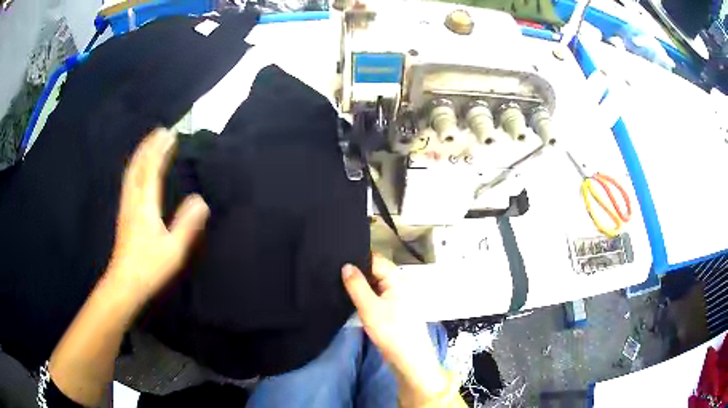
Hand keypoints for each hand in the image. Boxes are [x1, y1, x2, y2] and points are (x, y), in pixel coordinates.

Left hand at [107, 128, 209, 301]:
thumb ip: (187, 224)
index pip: (152, 169)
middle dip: (149, 146)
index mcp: (146, 205)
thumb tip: (201, 200)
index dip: (160, 150)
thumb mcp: (174, 249)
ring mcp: (126, 207)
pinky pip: (128, 182)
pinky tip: (137, 171)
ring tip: (149, 144)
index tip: (170, 134)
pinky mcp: (123, 215)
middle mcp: (133, 200)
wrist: (124, 283)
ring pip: (131, 173)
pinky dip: (135, 168)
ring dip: (140, 155)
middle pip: (138, 166)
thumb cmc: (150, 267)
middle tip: (159, 131)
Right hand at [342, 255, 446, 405]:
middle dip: (358, 272)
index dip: (357, 258)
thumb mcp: (369, 307)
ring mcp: (398, 296)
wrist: (409, 357)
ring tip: (339, 285)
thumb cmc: (391, 330)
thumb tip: (346, 265)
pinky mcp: (395, 308)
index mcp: (397, 278)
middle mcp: (400, 283)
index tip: (336, 261)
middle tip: (334, 274)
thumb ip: (356, 285)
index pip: (374, 259)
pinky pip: (378, 295)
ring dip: (361, 286)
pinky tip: (353, 300)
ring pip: (376, 284)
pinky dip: (367, 296)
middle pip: (375, 270)